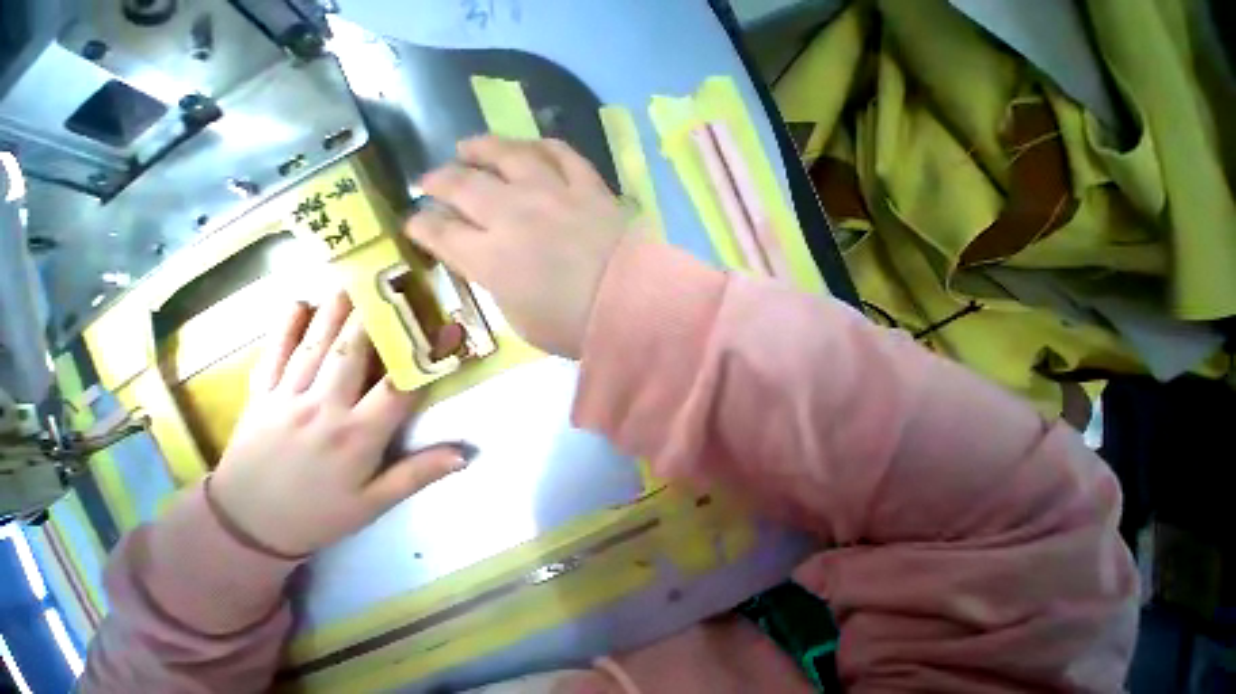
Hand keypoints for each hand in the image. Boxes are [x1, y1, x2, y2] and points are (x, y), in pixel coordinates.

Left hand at [208, 293, 472, 556]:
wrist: (241, 529)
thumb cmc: (317, 514)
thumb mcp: (374, 504)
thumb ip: (419, 474)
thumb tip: (467, 455)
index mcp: (357, 435)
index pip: (399, 387)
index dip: (426, 356)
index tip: (447, 330)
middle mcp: (323, 409)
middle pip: (353, 354)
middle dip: (375, 317)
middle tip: (391, 285)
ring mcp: (286, 400)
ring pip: (315, 347)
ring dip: (335, 313)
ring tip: (352, 281)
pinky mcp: (259, 398)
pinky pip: (272, 356)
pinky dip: (282, 328)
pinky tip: (294, 303)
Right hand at [405, 136, 633, 357]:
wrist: (633, 306)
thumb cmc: (576, 328)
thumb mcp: (524, 324)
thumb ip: (501, 289)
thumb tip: (492, 265)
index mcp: (490, 259)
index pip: (440, 234)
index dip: (422, 227)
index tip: (415, 224)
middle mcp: (511, 216)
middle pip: (462, 186)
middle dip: (437, 182)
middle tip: (429, 182)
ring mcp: (551, 194)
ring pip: (505, 155)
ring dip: (480, 148)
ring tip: (468, 148)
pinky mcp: (587, 187)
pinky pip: (560, 154)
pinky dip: (541, 146)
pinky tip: (530, 148)